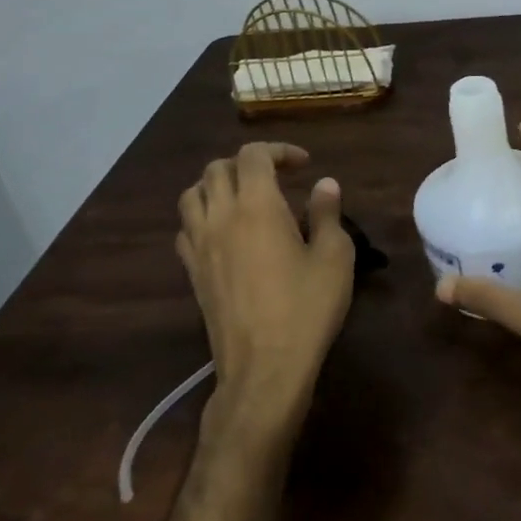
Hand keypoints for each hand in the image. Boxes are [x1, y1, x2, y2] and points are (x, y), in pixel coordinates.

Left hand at [177, 143, 354, 425]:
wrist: (264, 369)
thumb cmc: (306, 309)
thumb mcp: (335, 257)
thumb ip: (328, 213)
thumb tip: (324, 184)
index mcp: (257, 206)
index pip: (253, 156)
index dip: (278, 151)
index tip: (304, 165)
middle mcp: (221, 217)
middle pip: (217, 169)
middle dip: (247, 163)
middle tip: (277, 178)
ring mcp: (200, 246)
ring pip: (192, 195)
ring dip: (217, 185)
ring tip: (244, 198)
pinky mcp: (192, 273)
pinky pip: (185, 229)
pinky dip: (202, 217)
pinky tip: (224, 232)